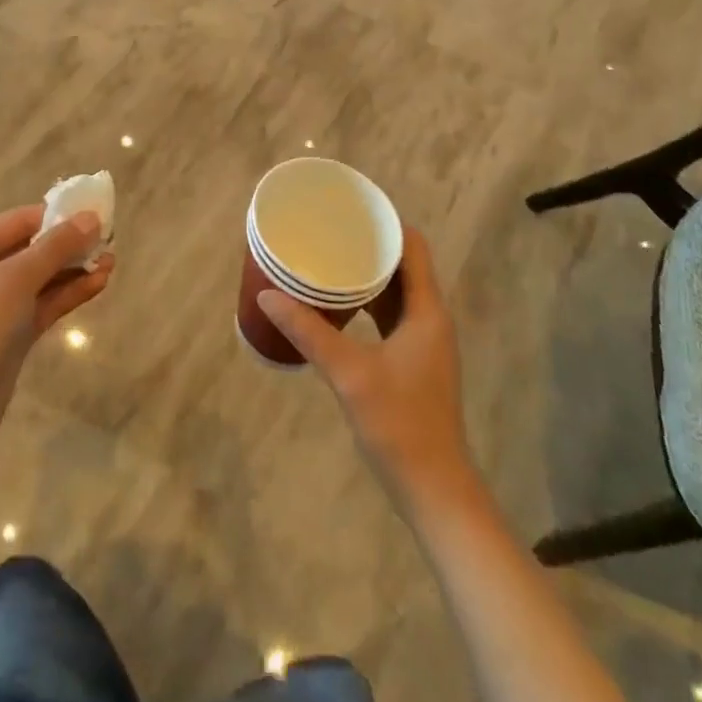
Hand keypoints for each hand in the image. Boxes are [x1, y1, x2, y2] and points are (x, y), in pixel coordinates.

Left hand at [0, 204, 112, 443]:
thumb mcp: (18, 277)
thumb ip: (57, 245)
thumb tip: (92, 217)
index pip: (18, 220)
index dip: (56, 215)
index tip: (94, 214)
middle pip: (30, 248)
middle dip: (69, 244)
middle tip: (108, 239)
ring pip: (41, 277)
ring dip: (74, 269)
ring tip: (112, 261)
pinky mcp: (10, 333)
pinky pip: (43, 303)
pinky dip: (68, 292)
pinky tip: (100, 282)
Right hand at [257, 227, 472, 510]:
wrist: (434, 491)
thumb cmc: (399, 425)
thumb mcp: (348, 373)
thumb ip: (309, 332)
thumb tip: (267, 296)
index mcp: (427, 311)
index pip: (413, 247)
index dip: (386, 223)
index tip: (350, 211)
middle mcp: (431, 319)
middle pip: (404, 266)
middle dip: (370, 246)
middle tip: (330, 232)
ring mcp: (424, 343)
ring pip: (397, 293)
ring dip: (368, 276)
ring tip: (329, 260)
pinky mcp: (413, 363)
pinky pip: (391, 317)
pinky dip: (368, 304)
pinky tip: (339, 307)